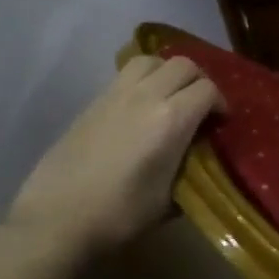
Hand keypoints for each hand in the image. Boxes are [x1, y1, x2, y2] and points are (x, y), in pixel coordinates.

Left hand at [7, 54, 222, 257]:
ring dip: (167, 73)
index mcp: (171, 119)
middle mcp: (145, 96)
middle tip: (200, 108)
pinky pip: (125, 75)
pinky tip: (140, 109)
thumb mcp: (170, 199)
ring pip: (151, 60)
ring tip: (170, 98)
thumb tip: (196, 157)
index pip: (208, 89)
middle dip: (199, 82)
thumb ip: (189, 168)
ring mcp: (115, 94)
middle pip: (183, 65)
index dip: (220, 103)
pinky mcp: (93, 102)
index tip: (220, 124)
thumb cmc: (120, 215)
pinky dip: (142, 80)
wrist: (57, 218)